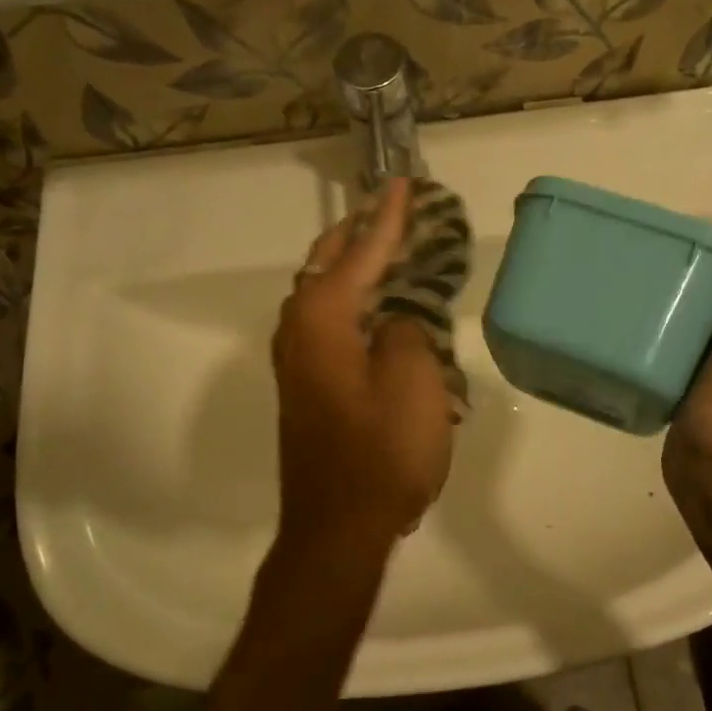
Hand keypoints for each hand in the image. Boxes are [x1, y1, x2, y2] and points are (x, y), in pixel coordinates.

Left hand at [271, 178, 455, 550]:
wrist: (338, 528)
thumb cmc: (382, 453)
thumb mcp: (413, 382)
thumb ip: (406, 331)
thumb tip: (394, 321)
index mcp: (324, 320)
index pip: (361, 253)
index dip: (388, 218)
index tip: (404, 182)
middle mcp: (300, 331)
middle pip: (328, 265)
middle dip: (360, 233)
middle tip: (392, 208)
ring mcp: (298, 362)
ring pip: (322, 293)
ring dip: (352, 266)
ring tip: (385, 246)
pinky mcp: (307, 387)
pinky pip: (328, 322)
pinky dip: (351, 301)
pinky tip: (373, 306)